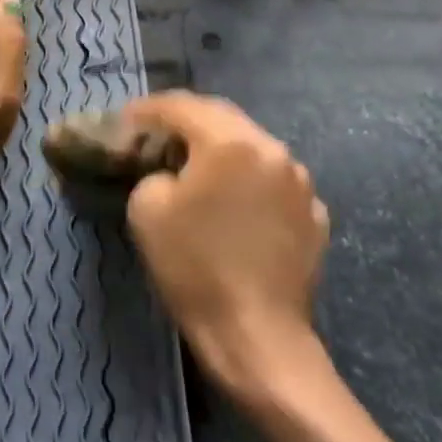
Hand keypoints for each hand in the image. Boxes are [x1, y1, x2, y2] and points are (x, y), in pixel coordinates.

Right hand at [119, 92, 329, 389]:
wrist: (256, 334)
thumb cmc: (194, 267)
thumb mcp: (146, 209)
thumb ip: (154, 172)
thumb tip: (171, 172)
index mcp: (230, 143)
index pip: (182, 106)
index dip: (149, 108)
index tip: (127, 118)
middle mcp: (273, 150)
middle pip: (222, 118)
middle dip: (187, 121)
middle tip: (157, 133)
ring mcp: (301, 183)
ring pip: (252, 147)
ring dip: (221, 149)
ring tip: (195, 165)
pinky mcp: (314, 214)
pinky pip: (273, 181)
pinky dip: (248, 180)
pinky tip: (232, 203)